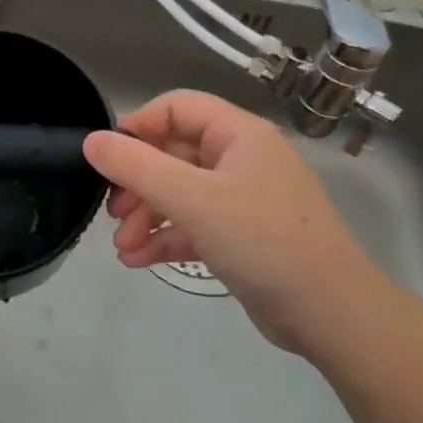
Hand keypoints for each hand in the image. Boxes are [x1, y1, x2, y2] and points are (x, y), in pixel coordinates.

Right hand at [82, 90, 391, 355]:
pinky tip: (137, 260)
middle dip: (137, 182)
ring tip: (122, 246)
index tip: (108, 157)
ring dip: (146, 216)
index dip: (138, 126)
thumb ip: (137, 167)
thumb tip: (91, 141)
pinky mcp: (241, 236)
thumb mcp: (193, 199)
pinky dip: (165, 238)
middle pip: (173, 154)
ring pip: (179, 193)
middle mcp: (241, 160)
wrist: (331, 314)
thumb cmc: (263, 241)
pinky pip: (193, 225)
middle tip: (112, 210)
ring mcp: (243, 200)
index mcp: (239, 135)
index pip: (177, 108)